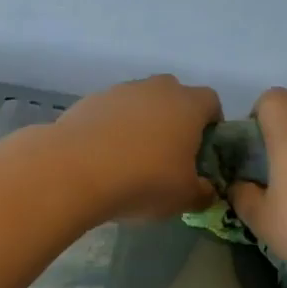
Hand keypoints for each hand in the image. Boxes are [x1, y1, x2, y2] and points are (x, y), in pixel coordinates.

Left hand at [52, 74, 222, 220]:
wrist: (75, 171)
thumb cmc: (144, 181)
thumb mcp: (184, 198)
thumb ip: (203, 193)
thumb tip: (206, 190)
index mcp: (188, 105)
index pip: (211, 102)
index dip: (212, 125)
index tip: (203, 151)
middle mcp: (156, 89)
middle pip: (174, 97)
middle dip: (175, 121)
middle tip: (169, 155)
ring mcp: (119, 91)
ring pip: (140, 103)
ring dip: (141, 124)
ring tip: (131, 160)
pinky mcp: (88, 102)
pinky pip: (110, 114)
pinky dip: (112, 130)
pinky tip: (104, 159)